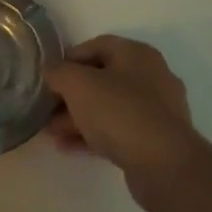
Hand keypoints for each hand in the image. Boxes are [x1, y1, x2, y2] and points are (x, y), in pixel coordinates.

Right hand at [46, 36, 211, 211]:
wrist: (165, 166)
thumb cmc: (119, 112)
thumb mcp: (78, 84)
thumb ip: (59, 72)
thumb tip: (52, 72)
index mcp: (137, 54)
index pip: (96, 45)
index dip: (68, 59)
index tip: (48, 77)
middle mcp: (151, 76)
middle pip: (101, 78)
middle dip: (70, 94)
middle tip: (46, 109)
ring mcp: (156, 110)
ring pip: (108, 107)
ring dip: (78, 117)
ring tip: (51, 132)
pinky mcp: (155, 140)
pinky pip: (118, 130)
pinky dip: (93, 135)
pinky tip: (68, 147)